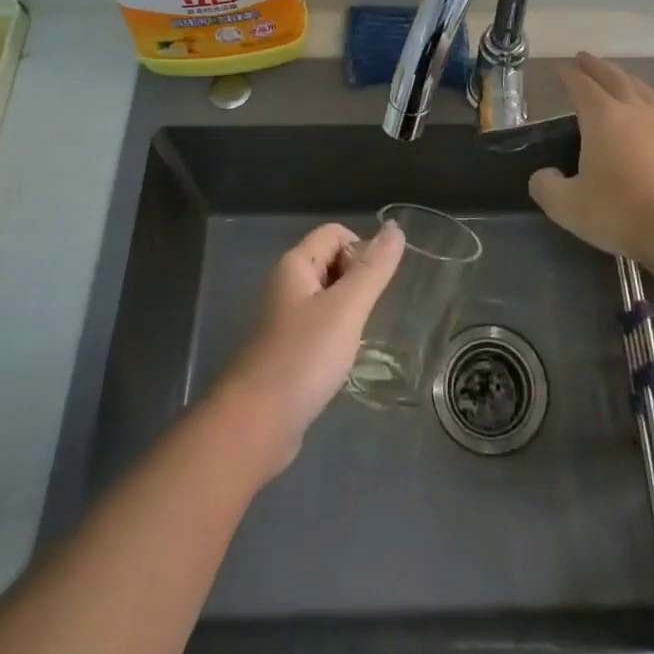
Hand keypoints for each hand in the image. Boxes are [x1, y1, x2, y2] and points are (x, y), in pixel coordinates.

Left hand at [214, 221, 404, 476]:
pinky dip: (338, 334)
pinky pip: (322, 326)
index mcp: (295, 265)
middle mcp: (288, 285)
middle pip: (333, 261)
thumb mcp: (346, 308)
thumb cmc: (304, 357)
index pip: (335, 233)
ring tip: (360, 336)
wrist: (257, 425)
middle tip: (368, 313)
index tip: (372, 286)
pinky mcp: (290, 350)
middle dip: (358, 280)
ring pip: (330, 296)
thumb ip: (373, 268)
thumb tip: (396, 228)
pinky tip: (345, 358)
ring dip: (350, 309)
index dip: (360, 250)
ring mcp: (286, 319)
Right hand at [527, 52, 653, 262]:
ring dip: (625, 78)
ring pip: (642, 90)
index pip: (581, 86)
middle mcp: (634, 112)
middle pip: (614, 78)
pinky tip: (647, 115)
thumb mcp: (569, 207)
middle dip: (596, 66)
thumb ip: (547, 188)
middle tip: (583, 57)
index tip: (558, 67)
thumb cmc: (621, 212)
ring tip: (617, 77)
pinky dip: (646, 102)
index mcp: (602, 118)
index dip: (567, 75)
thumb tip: (542, 176)